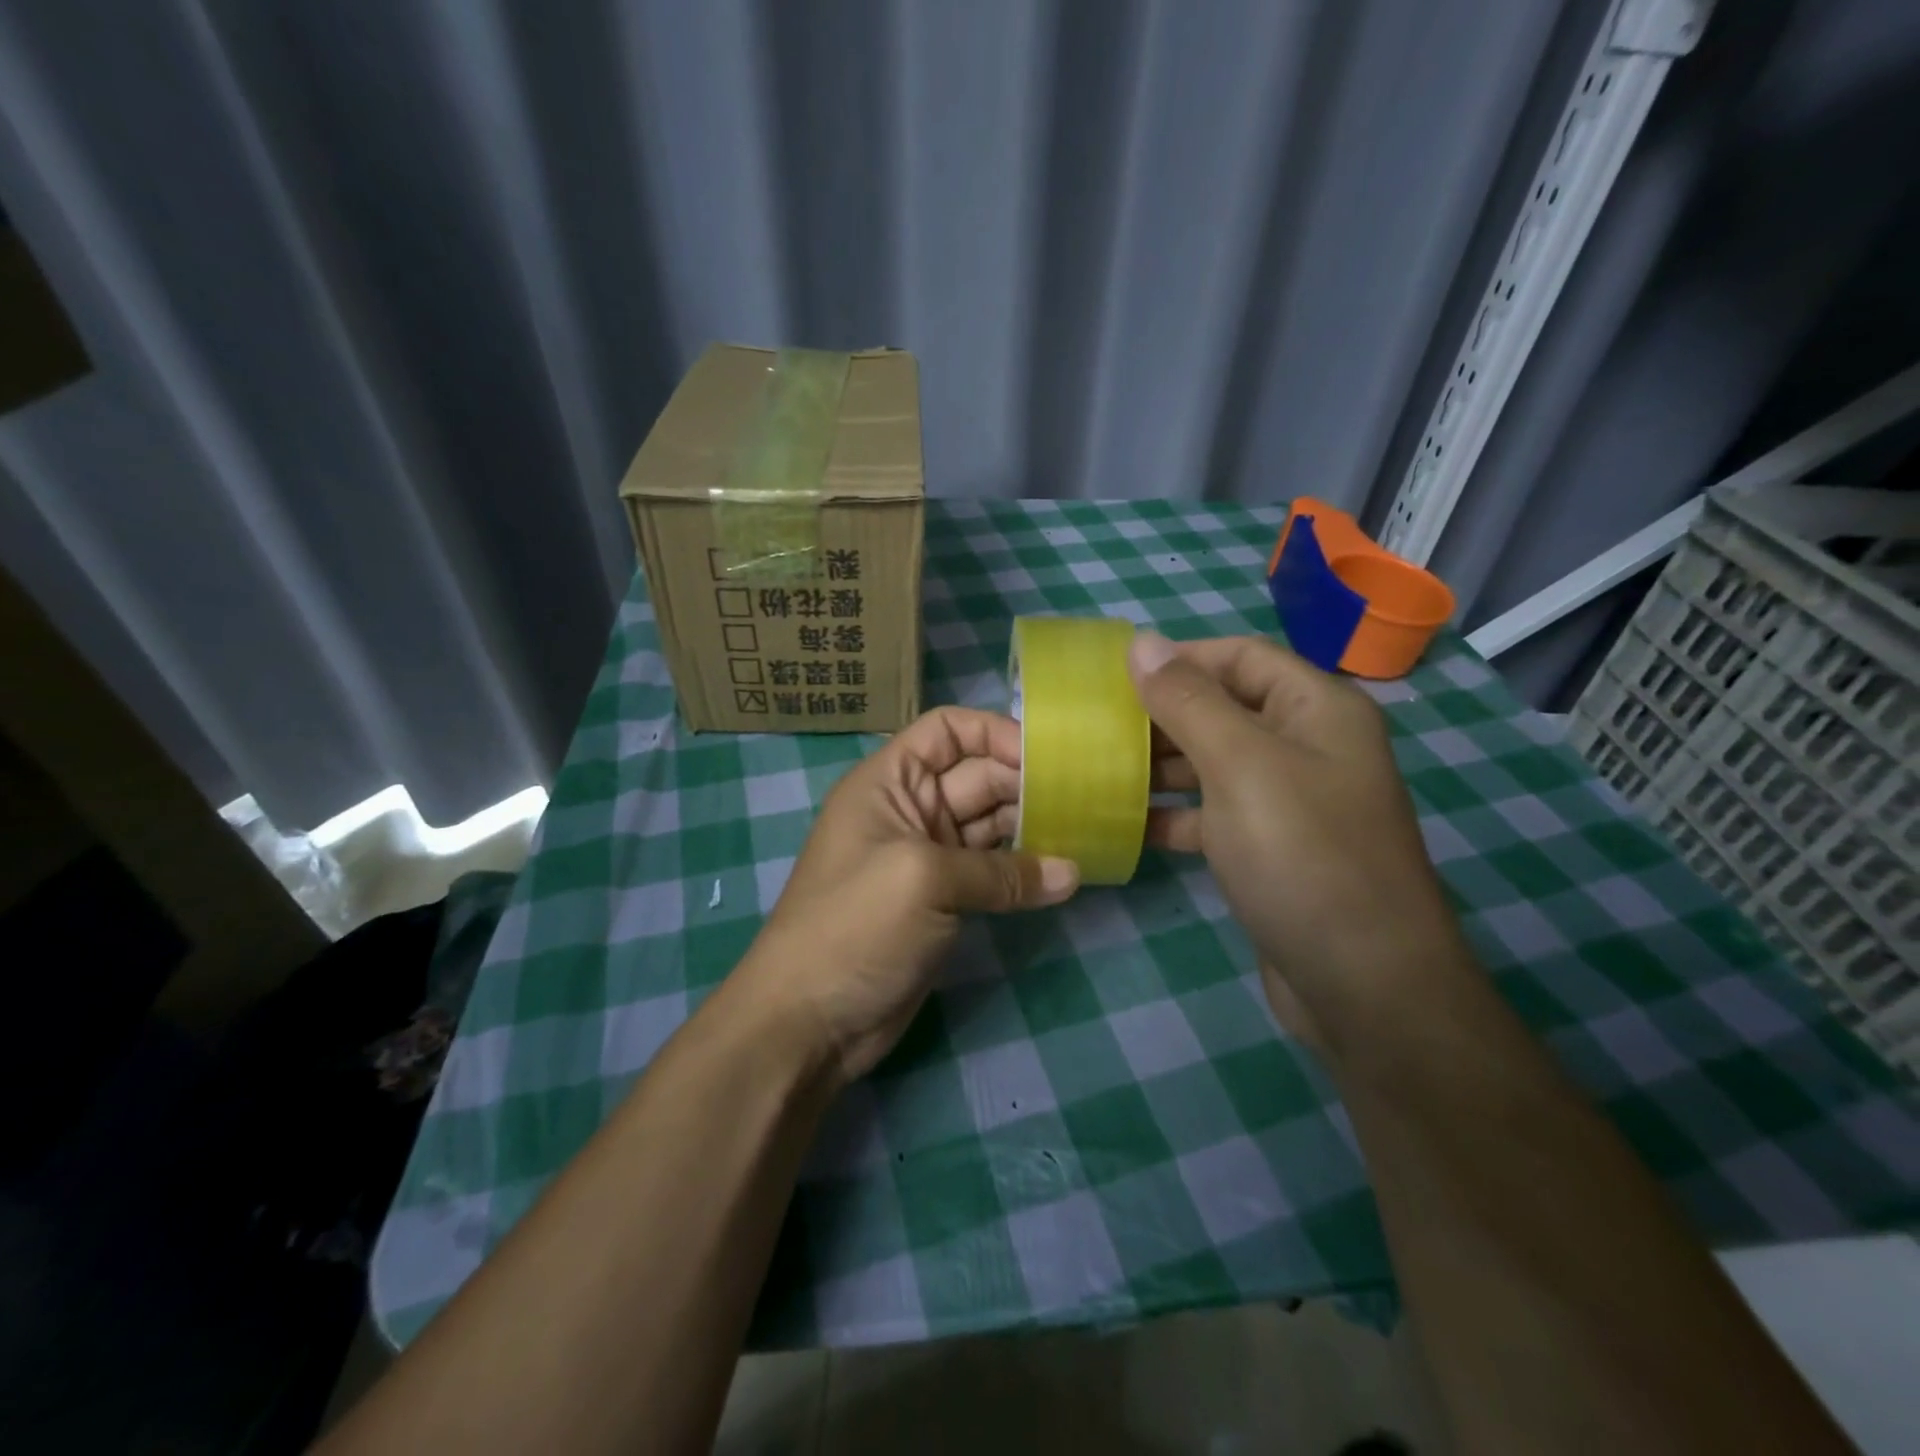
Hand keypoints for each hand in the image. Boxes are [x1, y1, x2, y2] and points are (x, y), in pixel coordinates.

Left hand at [737, 707, 1078, 1084]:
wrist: (809, 1021)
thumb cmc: (854, 927)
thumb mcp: (923, 880)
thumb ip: (1001, 872)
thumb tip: (1072, 873)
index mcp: (890, 781)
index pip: (947, 731)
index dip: (995, 733)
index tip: (1046, 757)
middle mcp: (910, 808)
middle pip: (978, 774)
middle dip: (1026, 781)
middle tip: (1086, 797)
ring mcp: (929, 855)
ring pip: (990, 823)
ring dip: (1033, 825)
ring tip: (1086, 830)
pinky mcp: (944, 899)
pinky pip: (992, 869)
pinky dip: (1024, 869)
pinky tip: (1063, 874)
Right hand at [1129, 632, 1473, 1050]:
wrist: (1363, 986)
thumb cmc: (1302, 856)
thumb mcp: (1240, 766)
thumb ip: (1187, 701)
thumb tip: (1141, 642)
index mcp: (1316, 709)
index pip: (1239, 656)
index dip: (1178, 658)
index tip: (1112, 676)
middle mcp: (1309, 746)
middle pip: (1225, 708)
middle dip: (1162, 714)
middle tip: (1095, 727)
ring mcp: (1292, 801)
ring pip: (1215, 763)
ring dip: (1162, 765)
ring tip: (1101, 770)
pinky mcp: (1273, 849)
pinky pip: (1216, 813)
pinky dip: (1177, 814)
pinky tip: (1132, 824)